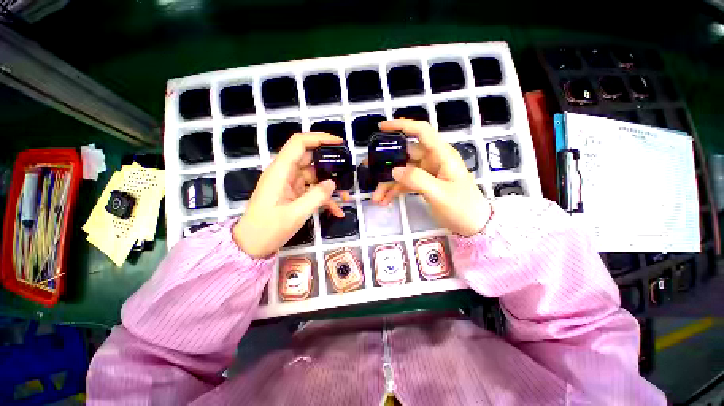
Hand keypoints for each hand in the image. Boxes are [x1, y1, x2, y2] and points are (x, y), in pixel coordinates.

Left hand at [234, 133, 345, 257]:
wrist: (251, 245)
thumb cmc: (268, 229)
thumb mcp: (295, 214)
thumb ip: (316, 196)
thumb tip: (332, 183)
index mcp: (280, 172)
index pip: (299, 143)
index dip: (319, 138)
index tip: (339, 143)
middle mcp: (285, 173)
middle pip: (310, 158)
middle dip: (330, 164)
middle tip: (348, 171)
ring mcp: (290, 184)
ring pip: (315, 176)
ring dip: (330, 186)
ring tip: (345, 197)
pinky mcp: (294, 194)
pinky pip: (312, 191)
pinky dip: (324, 199)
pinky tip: (337, 211)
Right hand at [371, 119, 490, 235]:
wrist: (473, 226)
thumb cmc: (462, 207)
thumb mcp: (439, 193)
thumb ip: (416, 179)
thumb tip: (394, 170)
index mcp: (441, 155)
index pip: (421, 131)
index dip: (402, 125)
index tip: (381, 128)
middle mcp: (432, 160)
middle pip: (405, 154)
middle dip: (386, 163)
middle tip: (368, 168)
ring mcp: (427, 173)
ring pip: (402, 172)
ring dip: (388, 183)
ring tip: (376, 197)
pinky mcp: (423, 184)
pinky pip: (404, 184)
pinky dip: (394, 191)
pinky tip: (384, 200)